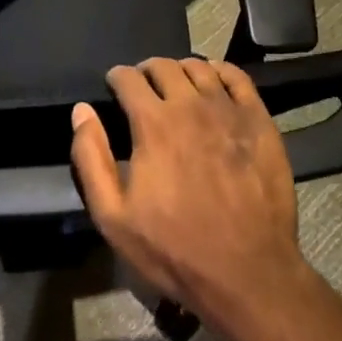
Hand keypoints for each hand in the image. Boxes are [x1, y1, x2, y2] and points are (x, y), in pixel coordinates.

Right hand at [70, 57, 309, 338]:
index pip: (128, 78)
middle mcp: (191, 105)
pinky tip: (214, 81)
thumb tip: (81, 111)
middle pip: (163, 66)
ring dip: (181, 70)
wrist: (246, 273)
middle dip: (146, 71)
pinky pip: (239, 78)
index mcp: (153, 123)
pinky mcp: (260, 122)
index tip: (114, 87)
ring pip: (200, 67)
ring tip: (176, 86)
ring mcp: (229, 111)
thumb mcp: (113, 216)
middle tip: (143, 88)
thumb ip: (90, 158)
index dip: (116, 78)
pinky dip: (220, 71)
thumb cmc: (173, 249)